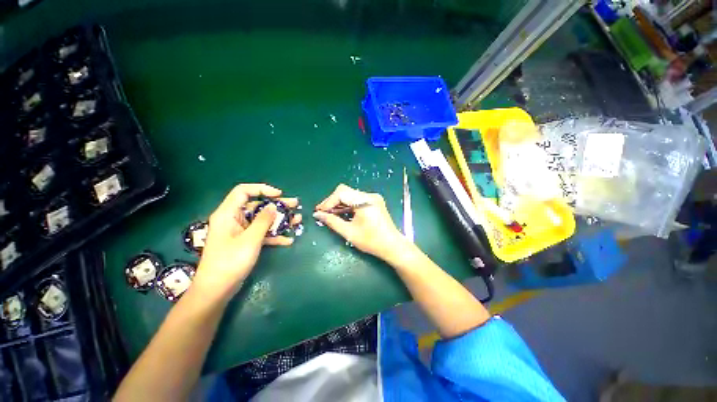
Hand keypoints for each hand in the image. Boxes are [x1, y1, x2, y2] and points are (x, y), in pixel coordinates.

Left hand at [193, 184, 300, 300]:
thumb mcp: (250, 239)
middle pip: (257, 206)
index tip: (279, 195)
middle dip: (277, 206)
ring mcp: (241, 232)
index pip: (243, 192)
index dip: (262, 189)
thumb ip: (263, 221)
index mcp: (228, 214)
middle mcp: (234, 219)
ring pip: (262, 220)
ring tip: (297, 221)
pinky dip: (274, 235)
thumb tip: (274, 206)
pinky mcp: (245, 242)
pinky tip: (288, 240)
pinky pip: (262, 234)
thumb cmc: (230, 261)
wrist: (217, 290)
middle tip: (295, 205)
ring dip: (280, 221)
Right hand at [314, 184, 407, 259]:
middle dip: (332, 201)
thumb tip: (317, 215)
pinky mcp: (374, 202)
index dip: (328, 202)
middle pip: (345, 191)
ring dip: (339, 203)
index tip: (319, 211)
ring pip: (350, 195)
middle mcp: (370, 196)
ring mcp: (373, 198)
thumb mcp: (349, 232)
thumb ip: (332, 222)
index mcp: (365, 201)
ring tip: (329, 214)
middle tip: (322, 212)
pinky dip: (347, 205)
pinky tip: (341, 213)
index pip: (341, 193)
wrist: (392, 246)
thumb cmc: (371, 241)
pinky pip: (357, 199)